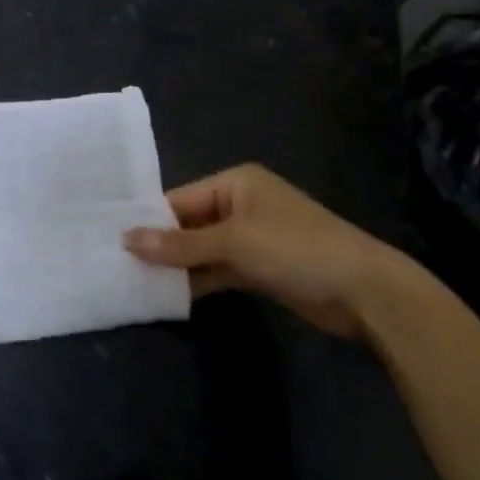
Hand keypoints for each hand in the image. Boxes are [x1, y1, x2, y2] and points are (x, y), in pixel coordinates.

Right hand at [124, 163, 410, 337]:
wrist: (365, 292)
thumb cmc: (295, 249)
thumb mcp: (234, 243)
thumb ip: (180, 245)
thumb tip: (126, 239)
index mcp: (235, 183)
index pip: (181, 199)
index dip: (150, 220)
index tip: (114, 239)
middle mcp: (241, 204)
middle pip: (190, 224)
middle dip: (162, 245)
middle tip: (120, 264)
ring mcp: (252, 238)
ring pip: (204, 250)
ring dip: (179, 266)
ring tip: (136, 282)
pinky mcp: (261, 268)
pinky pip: (220, 269)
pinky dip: (200, 281)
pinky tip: (171, 296)